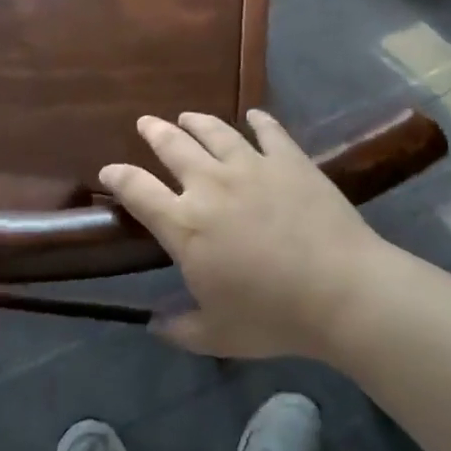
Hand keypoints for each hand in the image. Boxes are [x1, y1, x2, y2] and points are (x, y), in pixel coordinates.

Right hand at [98, 110, 391, 359]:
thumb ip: (180, 328)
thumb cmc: (274, 316)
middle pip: (172, 146)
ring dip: (196, 121)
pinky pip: (269, 131)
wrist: (341, 290)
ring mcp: (251, 166)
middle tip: (146, 123)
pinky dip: (259, 120)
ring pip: (214, 131)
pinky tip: (254, 115)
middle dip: (154, 132)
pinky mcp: (288, 159)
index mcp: (185, 225)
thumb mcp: (218, 335)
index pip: (137, 190)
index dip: (118, 176)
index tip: (109, 170)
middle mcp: (210, 184)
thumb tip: (154, 325)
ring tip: (187, 115)